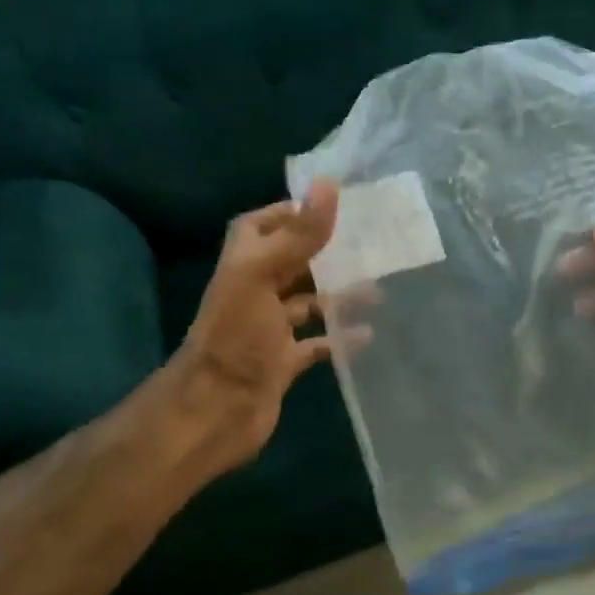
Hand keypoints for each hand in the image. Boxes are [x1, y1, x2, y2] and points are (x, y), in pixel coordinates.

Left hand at [165, 182, 340, 474]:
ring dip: (338, 296)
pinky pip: (316, 345)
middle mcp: (255, 293)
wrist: (216, 410)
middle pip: (290, 263)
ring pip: (308, 304)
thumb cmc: (237, 336)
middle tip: (368, 245)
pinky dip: (339, 339)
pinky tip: (366, 335)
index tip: (329, 208)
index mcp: (244, 266)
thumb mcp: (263, 276)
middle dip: (325, 254)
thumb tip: (328, 183)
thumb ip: (298, 234)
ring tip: (377, 290)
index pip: (260, 227)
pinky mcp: (283, 362)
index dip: (289, 214)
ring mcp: (269, 330)